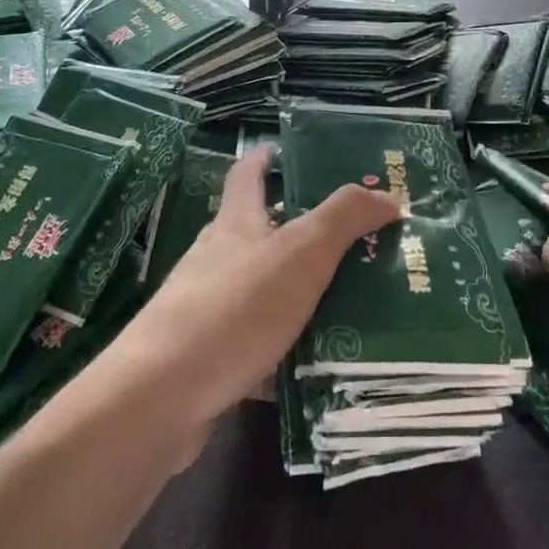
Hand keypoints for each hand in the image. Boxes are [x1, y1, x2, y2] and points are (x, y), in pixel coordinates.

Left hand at [106, 148, 401, 431]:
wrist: (160, 398)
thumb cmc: (234, 308)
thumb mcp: (300, 253)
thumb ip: (344, 218)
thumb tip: (387, 195)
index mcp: (236, 224)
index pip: (248, 175)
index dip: (266, 157)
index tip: (286, 150)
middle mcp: (219, 260)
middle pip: (261, 235)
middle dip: (303, 234)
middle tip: (357, 241)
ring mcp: (210, 310)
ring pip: (265, 293)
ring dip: (302, 296)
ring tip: (354, 304)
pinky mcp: (210, 359)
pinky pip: (260, 347)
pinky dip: (288, 353)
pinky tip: (321, 368)